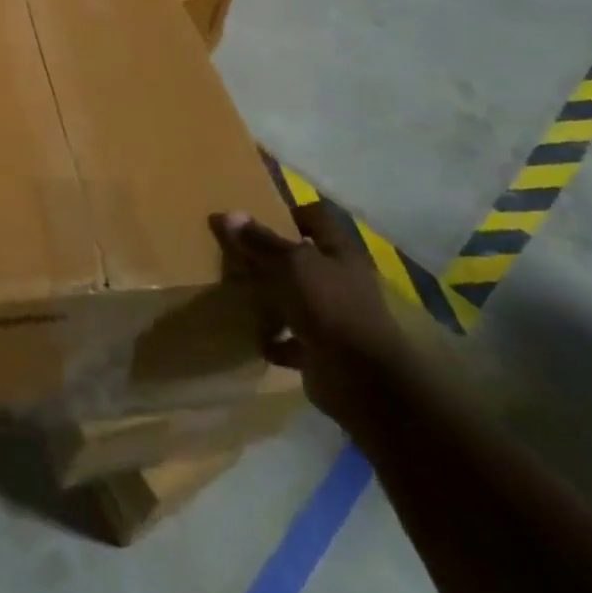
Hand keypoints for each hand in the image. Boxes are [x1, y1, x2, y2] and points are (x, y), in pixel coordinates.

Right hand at [211, 204, 413, 435]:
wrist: (362, 380)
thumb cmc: (329, 307)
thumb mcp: (291, 264)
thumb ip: (261, 241)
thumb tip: (230, 214)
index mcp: (340, 254)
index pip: (318, 218)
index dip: (291, 212)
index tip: (258, 218)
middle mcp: (341, 282)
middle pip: (305, 260)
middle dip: (274, 258)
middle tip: (239, 255)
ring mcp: (335, 319)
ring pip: (299, 300)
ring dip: (273, 299)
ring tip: (239, 294)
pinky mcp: (324, 352)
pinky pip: (294, 342)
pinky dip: (276, 340)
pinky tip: (255, 337)